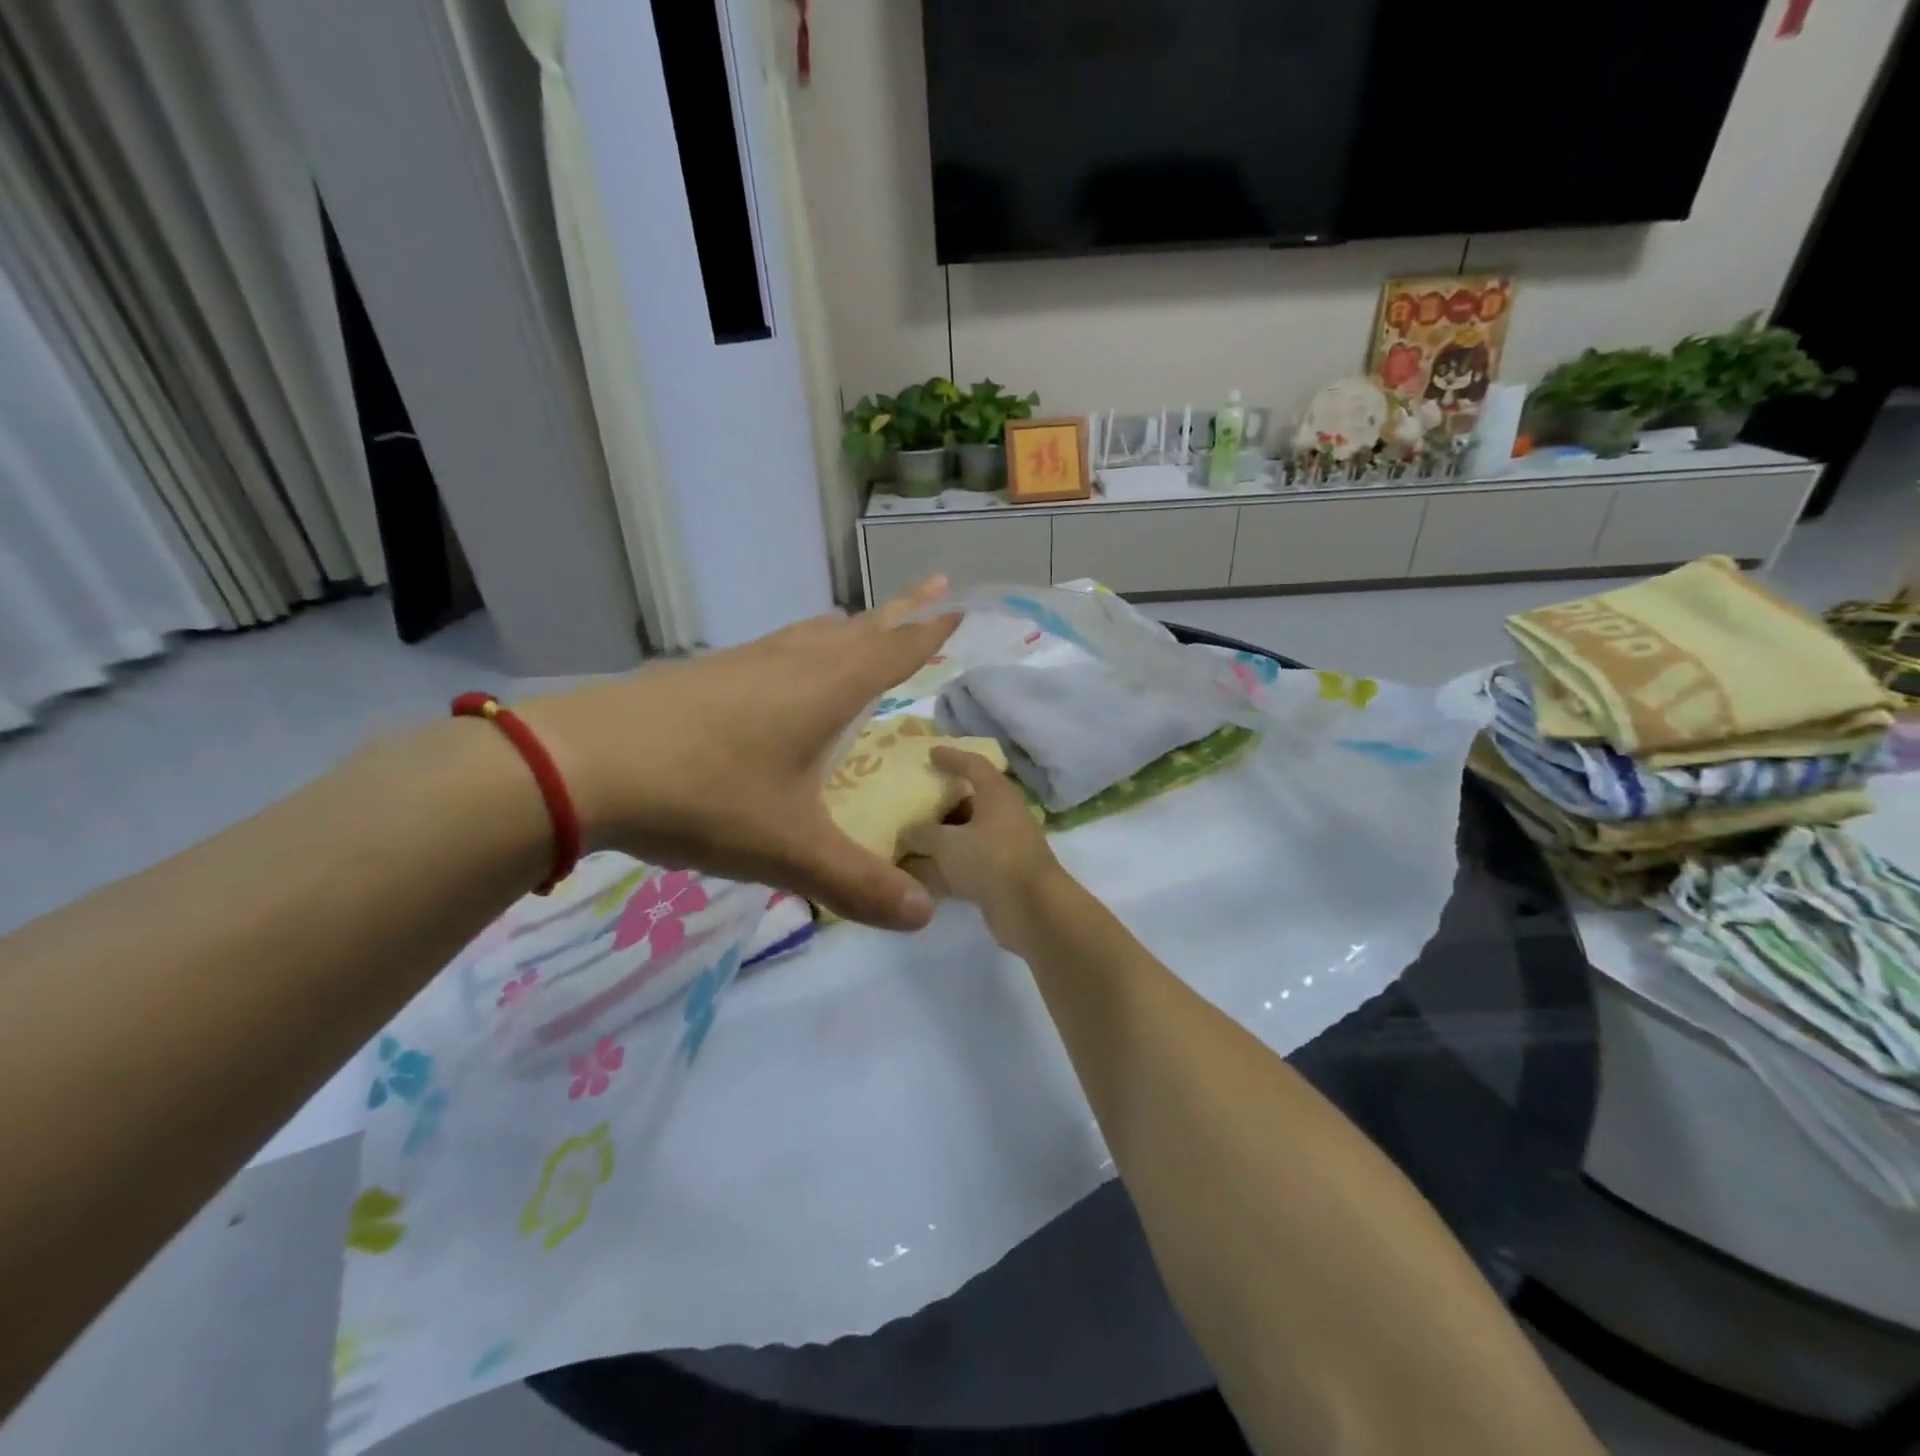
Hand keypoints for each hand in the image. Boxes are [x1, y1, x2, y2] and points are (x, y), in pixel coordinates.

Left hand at [518, 580, 958, 929]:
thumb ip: (857, 884)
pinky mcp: (705, 675)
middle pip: (860, 628)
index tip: (959, 604)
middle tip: (933, 589)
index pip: (895, 650)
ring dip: (849, 629)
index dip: (930, 630)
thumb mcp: (788, 851)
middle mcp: (793, 663)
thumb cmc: (703, 796)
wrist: (580, 764)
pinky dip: (802, 648)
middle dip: (900, 612)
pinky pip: (776, 650)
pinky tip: (784, 672)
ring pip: (812, 634)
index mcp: (826, 690)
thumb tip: (923, 916)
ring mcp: (745, 664)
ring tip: (865, 629)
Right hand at [900, 747, 1065, 941]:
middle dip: (939, 803)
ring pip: (965, 837)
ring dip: (939, 840)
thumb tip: (907, 831)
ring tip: (905, 840)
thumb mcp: (947, 843)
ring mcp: (1004, 848)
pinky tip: (916, 876)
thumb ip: (922, 833)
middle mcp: (1003, 816)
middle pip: (968, 802)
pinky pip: (966, 865)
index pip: (973, 764)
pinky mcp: (1000, 877)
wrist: (1032, 910)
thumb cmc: (992, 860)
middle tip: (909, 802)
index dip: (951, 757)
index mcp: (997, 794)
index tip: (929, 753)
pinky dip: (944, 868)